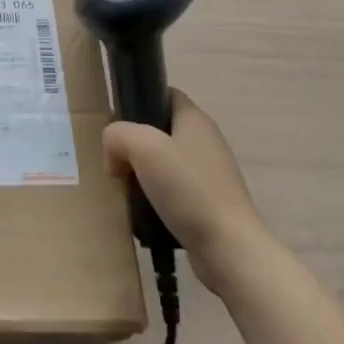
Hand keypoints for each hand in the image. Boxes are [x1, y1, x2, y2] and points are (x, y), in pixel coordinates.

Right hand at [103, 89, 269, 295]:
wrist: (229, 249)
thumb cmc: (188, 188)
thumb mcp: (142, 147)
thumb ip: (117, 135)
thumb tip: (114, 155)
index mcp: (195, 120)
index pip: (164, 94)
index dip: (139, 101)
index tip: (117, 123)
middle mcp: (205, 142)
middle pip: (160, 131)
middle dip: (134, 145)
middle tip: (114, 161)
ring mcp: (209, 175)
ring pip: (164, 164)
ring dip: (142, 175)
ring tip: (125, 190)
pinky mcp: (208, 204)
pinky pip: (173, 192)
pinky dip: (155, 199)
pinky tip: (142, 213)